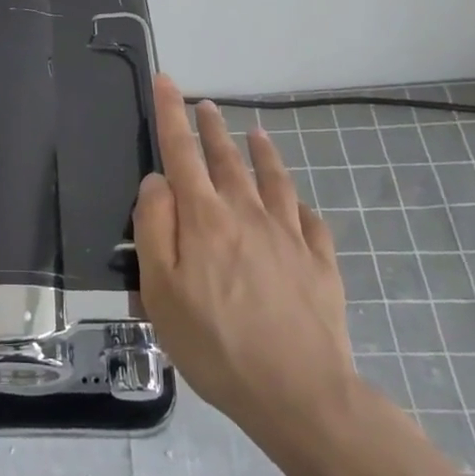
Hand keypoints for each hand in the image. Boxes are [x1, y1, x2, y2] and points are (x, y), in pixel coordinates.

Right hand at [134, 76, 360, 459]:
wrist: (300, 394)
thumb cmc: (215, 343)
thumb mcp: (161, 290)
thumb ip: (154, 227)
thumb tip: (157, 181)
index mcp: (205, 218)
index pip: (181, 152)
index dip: (170, 114)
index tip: (166, 81)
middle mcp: (248, 213)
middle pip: (226, 159)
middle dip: (211, 127)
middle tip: (205, 104)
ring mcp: (289, 236)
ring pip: (272, 180)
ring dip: (260, 152)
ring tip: (254, 132)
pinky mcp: (320, 263)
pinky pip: (309, 219)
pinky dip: (298, 201)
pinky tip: (297, 200)